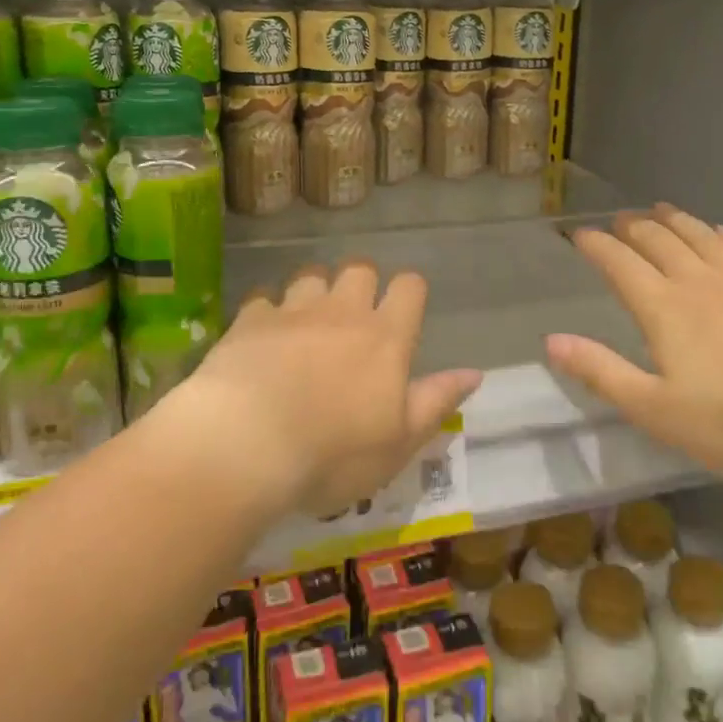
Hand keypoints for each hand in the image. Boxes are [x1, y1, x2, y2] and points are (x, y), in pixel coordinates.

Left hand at [174, 260, 481, 518]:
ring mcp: (294, 311)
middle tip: (354, 316)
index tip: (404, 311)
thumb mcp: (399, 442)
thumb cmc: (334, 453)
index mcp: (385, 337)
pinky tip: (262, 335)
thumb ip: (436, 401)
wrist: (247, 444)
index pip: (409, 287)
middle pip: (360, 268)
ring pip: (311, 275)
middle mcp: (343, 312)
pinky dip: (267, 311)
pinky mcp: (250, 320)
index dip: (409, 291)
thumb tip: (475, 373)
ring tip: (308, 320)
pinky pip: (263, 298)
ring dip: (314, 290)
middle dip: (361, 283)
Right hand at [545, 205, 722, 482]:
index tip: (579, 235)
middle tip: (620, 221)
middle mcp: (700, 280)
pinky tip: (721, 232)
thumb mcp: (657, 410)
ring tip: (660, 210)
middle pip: (659, 240)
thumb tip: (552, 341)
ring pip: (701, 235)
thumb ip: (602, 372)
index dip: (596, 245)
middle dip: (633, 227)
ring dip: (675, 220)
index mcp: (665, 308)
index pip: (620, 263)